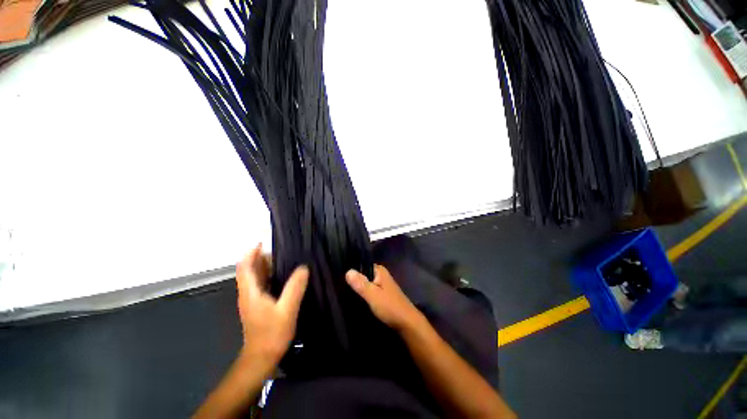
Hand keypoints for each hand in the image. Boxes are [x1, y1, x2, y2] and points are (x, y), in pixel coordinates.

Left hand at [236, 244, 308, 363]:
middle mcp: (248, 294)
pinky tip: (282, 276)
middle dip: (260, 257)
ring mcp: (252, 300)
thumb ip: (294, 288)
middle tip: (279, 249)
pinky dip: (268, 275)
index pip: (245, 268)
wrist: (261, 358)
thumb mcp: (287, 310)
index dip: (251, 254)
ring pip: (254, 278)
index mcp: (251, 292)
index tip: (262, 243)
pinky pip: (261, 285)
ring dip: (264, 266)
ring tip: (282, 258)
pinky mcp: (257, 306)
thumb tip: (303, 267)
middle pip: (249, 270)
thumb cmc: (272, 334)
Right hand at [345, 265, 423, 331]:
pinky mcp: (382, 295)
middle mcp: (381, 275)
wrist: (407, 323)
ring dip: (358, 287)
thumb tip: (347, 271)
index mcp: (380, 271)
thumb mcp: (373, 295)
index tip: (339, 274)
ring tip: (343, 291)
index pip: (362, 264)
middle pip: (364, 274)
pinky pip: (369, 290)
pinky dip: (363, 293)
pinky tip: (354, 298)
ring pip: (366, 283)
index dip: (352, 269)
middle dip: (354, 279)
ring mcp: (382, 285)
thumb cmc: (390, 306)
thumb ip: (360, 283)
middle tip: (339, 285)